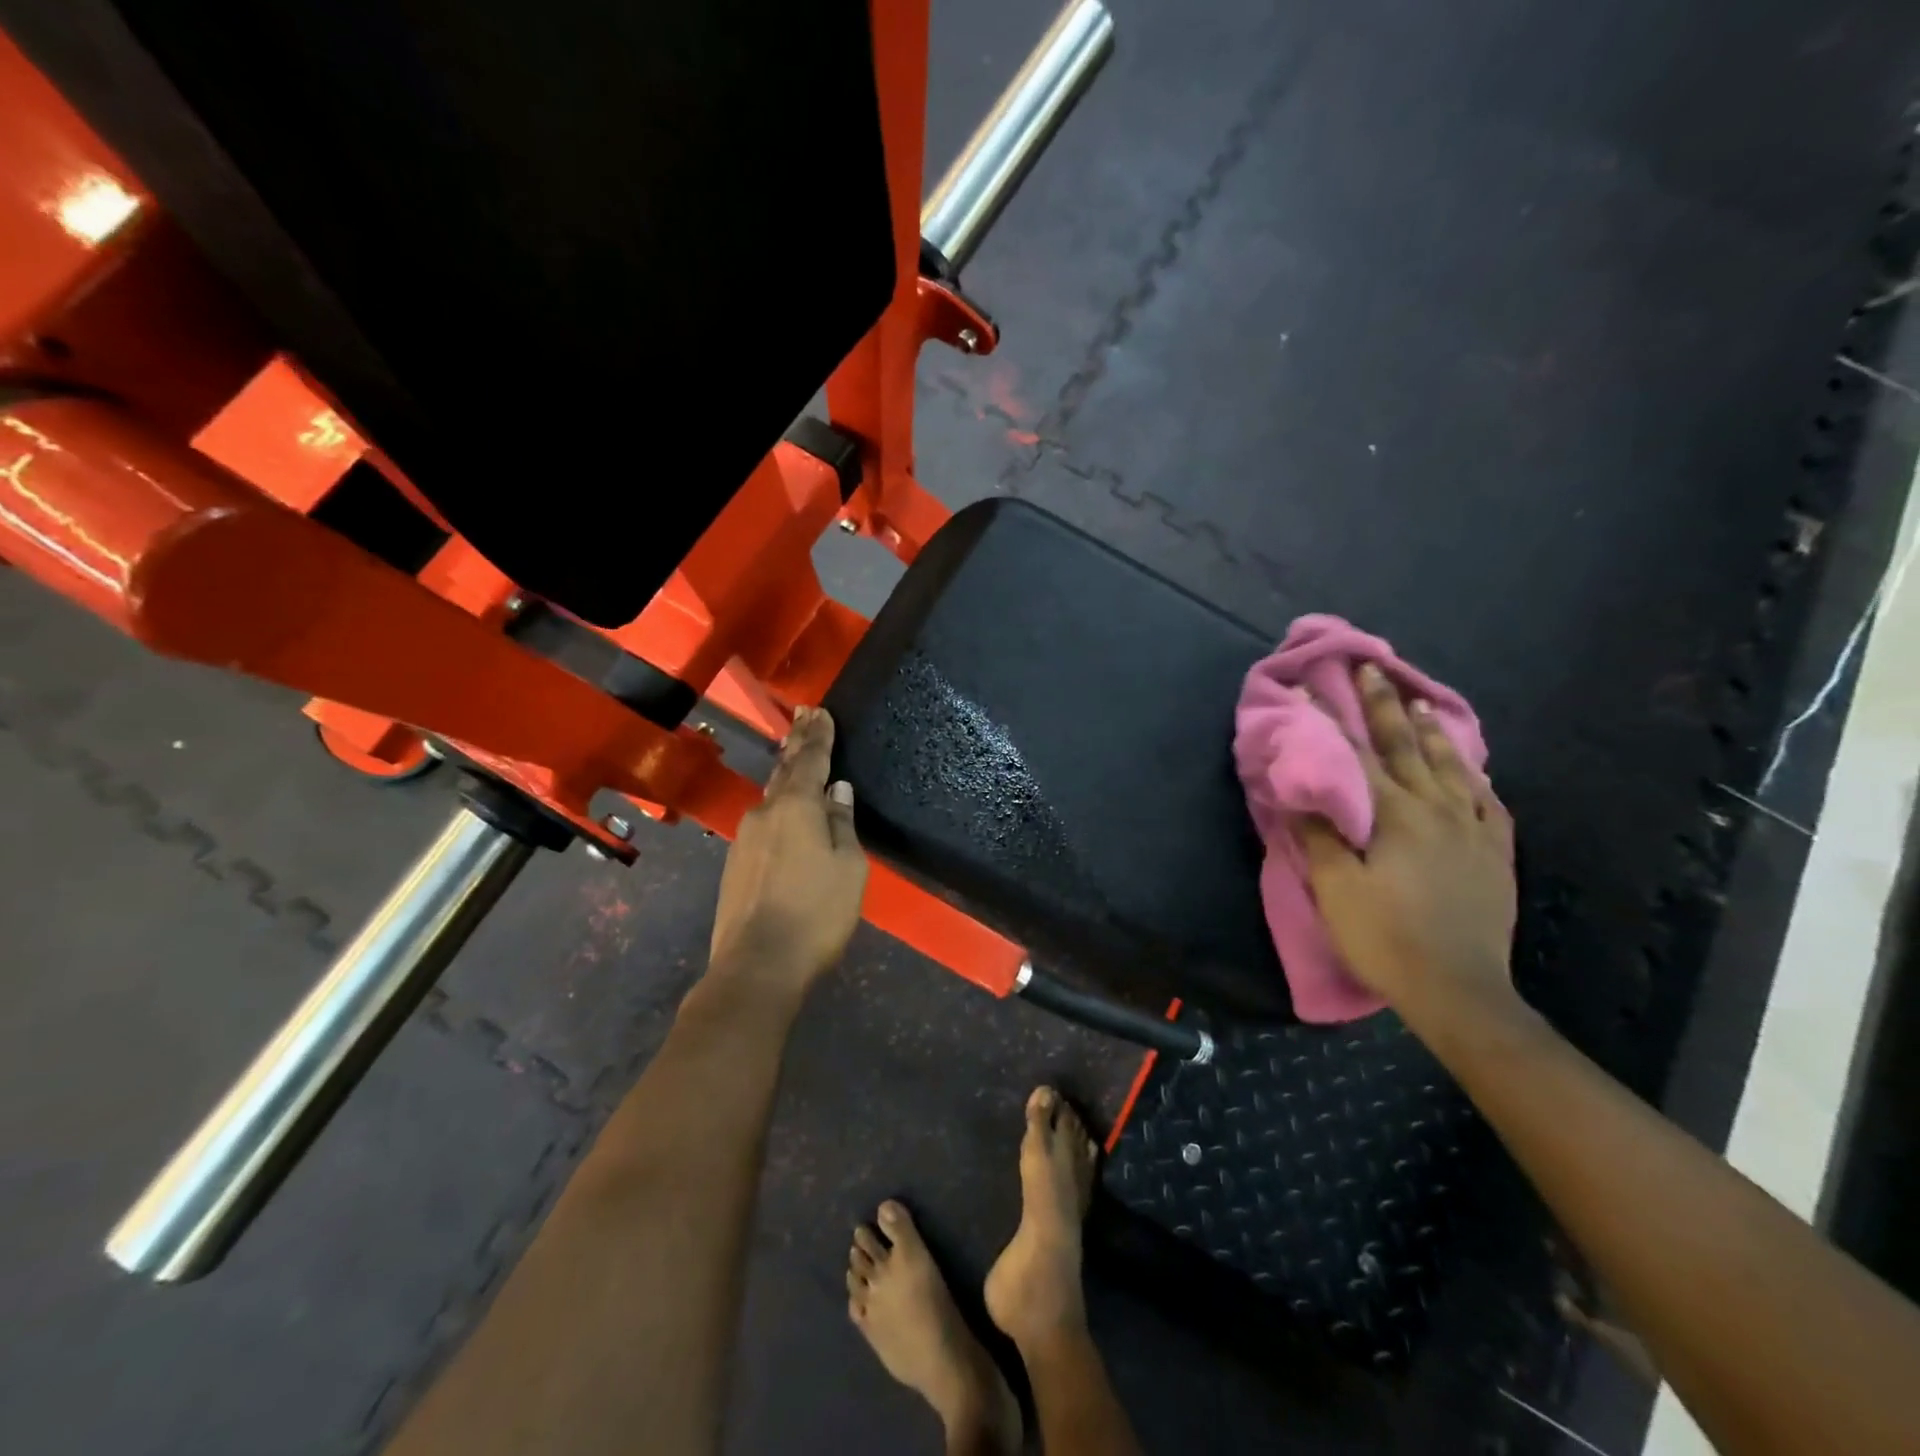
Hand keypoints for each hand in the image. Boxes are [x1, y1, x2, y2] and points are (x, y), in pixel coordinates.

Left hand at [708, 706, 867, 996]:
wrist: (756, 964)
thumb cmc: (815, 913)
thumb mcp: (847, 867)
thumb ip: (841, 824)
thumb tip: (838, 791)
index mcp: (796, 808)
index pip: (810, 760)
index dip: (818, 735)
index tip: (820, 710)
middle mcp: (765, 814)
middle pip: (785, 771)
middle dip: (797, 743)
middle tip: (805, 716)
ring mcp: (745, 839)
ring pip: (771, 797)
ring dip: (786, 775)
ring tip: (796, 758)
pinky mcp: (736, 864)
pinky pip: (764, 823)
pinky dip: (778, 807)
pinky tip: (785, 813)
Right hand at [1297, 663, 1516, 1023]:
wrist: (1459, 990)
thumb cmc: (1385, 937)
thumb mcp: (1337, 889)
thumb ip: (1320, 835)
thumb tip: (1304, 792)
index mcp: (1395, 815)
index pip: (1355, 756)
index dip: (1331, 721)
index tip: (1313, 689)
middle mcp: (1437, 810)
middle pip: (1407, 747)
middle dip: (1385, 706)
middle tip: (1373, 670)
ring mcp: (1473, 830)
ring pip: (1452, 767)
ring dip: (1433, 732)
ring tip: (1421, 703)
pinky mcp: (1495, 854)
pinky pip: (1489, 803)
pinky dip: (1475, 779)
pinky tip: (1471, 772)